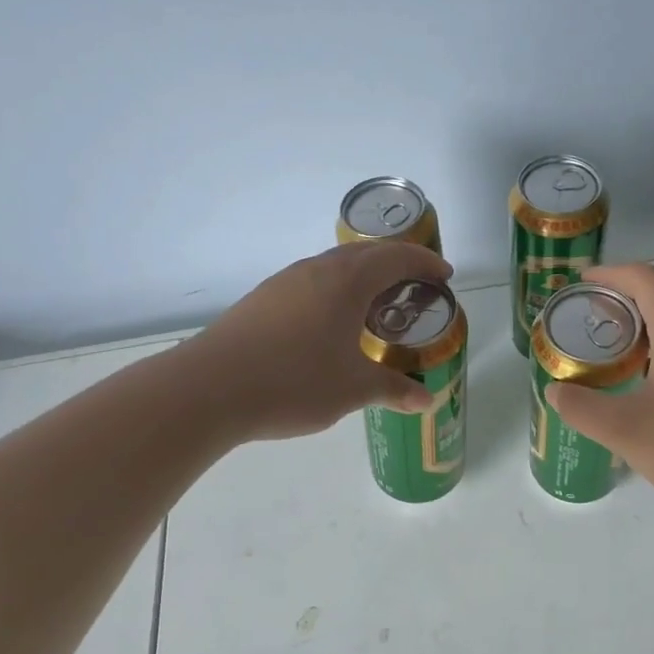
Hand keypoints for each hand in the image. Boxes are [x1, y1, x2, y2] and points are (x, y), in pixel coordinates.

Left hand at [189, 241, 452, 441]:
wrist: (208, 388)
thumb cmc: (293, 381)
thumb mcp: (352, 389)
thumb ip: (393, 390)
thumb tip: (427, 400)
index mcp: (346, 281)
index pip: (396, 258)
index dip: (425, 263)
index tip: (445, 275)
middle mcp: (316, 270)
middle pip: (365, 252)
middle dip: (396, 262)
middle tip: (416, 284)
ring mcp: (285, 282)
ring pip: (334, 265)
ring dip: (363, 274)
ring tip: (377, 302)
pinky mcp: (262, 299)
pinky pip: (312, 281)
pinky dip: (336, 289)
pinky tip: (331, 322)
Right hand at [545, 263, 653, 519]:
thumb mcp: (627, 432)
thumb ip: (583, 409)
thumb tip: (556, 391)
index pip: (646, 280)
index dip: (611, 273)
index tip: (580, 282)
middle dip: (618, 300)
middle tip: (583, 320)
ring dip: (637, 329)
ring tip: (604, 352)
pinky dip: (653, 353)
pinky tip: (639, 386)